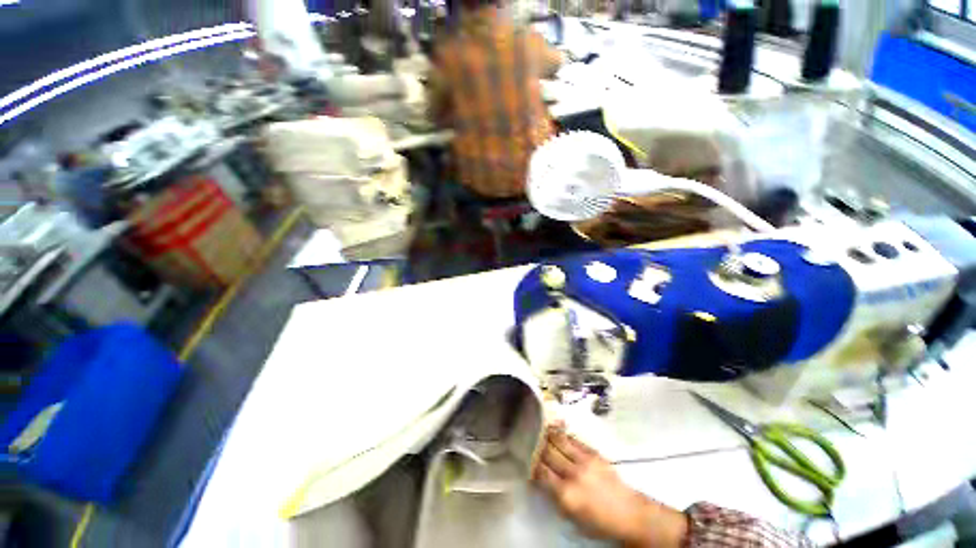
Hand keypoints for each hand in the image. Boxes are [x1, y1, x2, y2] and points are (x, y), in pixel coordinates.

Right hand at [533, 425, 688, 547]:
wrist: (629, 513)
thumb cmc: (598, 522)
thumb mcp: (572, 516)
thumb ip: (554, 495)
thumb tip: (539, 477)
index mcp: (566, 494)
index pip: (540, 472)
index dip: (530, 463)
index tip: (523, 456)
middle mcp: (572, 473)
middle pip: (547, 453)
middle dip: (536, 444)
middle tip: (527, 437)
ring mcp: (584, 460)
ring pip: (559, 440)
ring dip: (547, 434)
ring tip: (538, 426)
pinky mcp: (593, 453)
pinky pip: (573, 439)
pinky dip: (562, 434)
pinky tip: (555, 428)